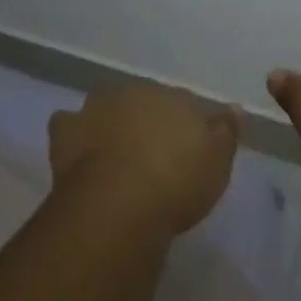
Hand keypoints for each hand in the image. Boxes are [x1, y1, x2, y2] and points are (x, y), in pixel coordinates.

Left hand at [47, 84, 242, 234]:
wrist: (117, 207)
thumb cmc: (176, 183)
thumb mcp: (217, 161)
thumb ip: (226, 131)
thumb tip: (235, 108)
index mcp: (172, 96)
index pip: (181, 102)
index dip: (182, 125)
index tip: (184, 148)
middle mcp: (134, 94)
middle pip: (142, 101)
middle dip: (144, 119)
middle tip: (149, 152)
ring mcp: (97, 110)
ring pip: (104, 106)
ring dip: (108, 122)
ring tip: (113, 153)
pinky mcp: (66, 133)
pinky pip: (68, 125)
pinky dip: (72, 135)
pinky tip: (77, 153)